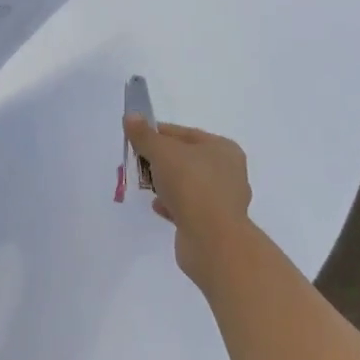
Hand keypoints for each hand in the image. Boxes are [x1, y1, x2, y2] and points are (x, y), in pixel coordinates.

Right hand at [125, 118, 253, 288]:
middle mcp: (229, 173)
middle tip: (139, 161)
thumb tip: (130, 116)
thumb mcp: (162, 152)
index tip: (138, 138)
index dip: (159, 133)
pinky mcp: (215, 226)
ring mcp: (223, 202)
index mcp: (224, 149)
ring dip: (167, 184)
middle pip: (187, 159)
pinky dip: (172, 205)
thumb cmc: (191, 185)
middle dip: (162, 160)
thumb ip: (144, 135)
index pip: (185, 134)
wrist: (213, 242)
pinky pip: (188, 209)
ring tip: (145, 184)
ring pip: (188, 185)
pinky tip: (157, 206)